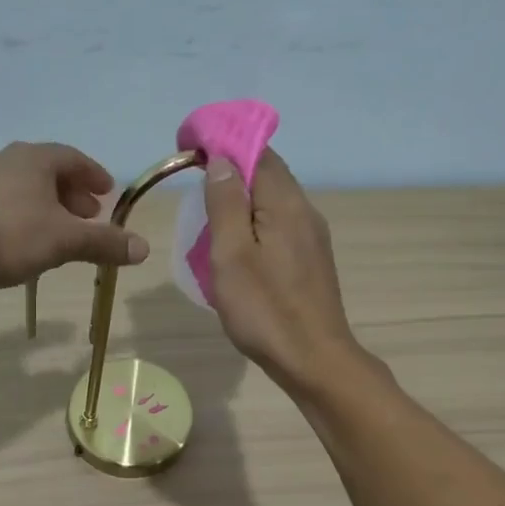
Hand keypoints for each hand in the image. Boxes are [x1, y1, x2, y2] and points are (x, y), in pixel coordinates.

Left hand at [0, 142, 148, 293]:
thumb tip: (144, 249)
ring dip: (51, 208)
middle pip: (49, 173)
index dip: (94, 174)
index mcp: (34, 158)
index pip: (72, 157)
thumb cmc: (11, 235)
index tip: (108, 191)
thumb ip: (105, 243)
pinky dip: (29, 219)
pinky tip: (32, 244)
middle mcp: (8, 163)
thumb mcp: (66, 240)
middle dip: (73, 193)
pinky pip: (9, 207)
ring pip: (27, 191)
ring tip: (64, 232)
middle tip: (91, 214)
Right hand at [203, 150, 358, 390]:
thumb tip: (222, 160)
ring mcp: (313, 238)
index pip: (258, 153)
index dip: (225, 145)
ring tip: (211, 219)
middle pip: (268, 175)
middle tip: (195, 190)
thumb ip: (226, 204)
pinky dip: (256, 224)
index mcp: (286, 204)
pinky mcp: (312, 261)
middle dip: (232, 172)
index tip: (191, 153)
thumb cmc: (265, 309)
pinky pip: (280, 226)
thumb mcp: (232, 254)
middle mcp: (305, 212)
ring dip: (243, 201)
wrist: (313, 360)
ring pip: (274, 202)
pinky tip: (239, 248)